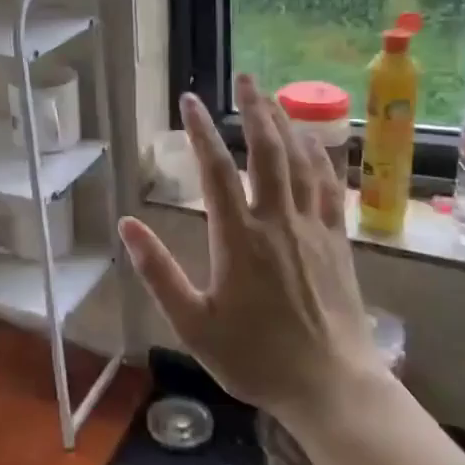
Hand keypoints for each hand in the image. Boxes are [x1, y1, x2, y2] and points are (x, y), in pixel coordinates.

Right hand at [118, 74, 387, 427]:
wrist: (331, 386)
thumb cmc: (255, 358)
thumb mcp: (194, 324)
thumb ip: (158, 272)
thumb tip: (127, 226)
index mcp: (239, 239)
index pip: (216, 170)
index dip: (200, 131)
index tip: (189, 101)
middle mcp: (278, 221)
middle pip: (267, 150)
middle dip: (255, 108)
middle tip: (244, 78)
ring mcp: (313, 227)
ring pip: (301, 160)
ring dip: (287, 122)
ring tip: (273, 96)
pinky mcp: (337, 239)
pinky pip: (329, 184)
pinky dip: (319, 155)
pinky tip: (313, 141)